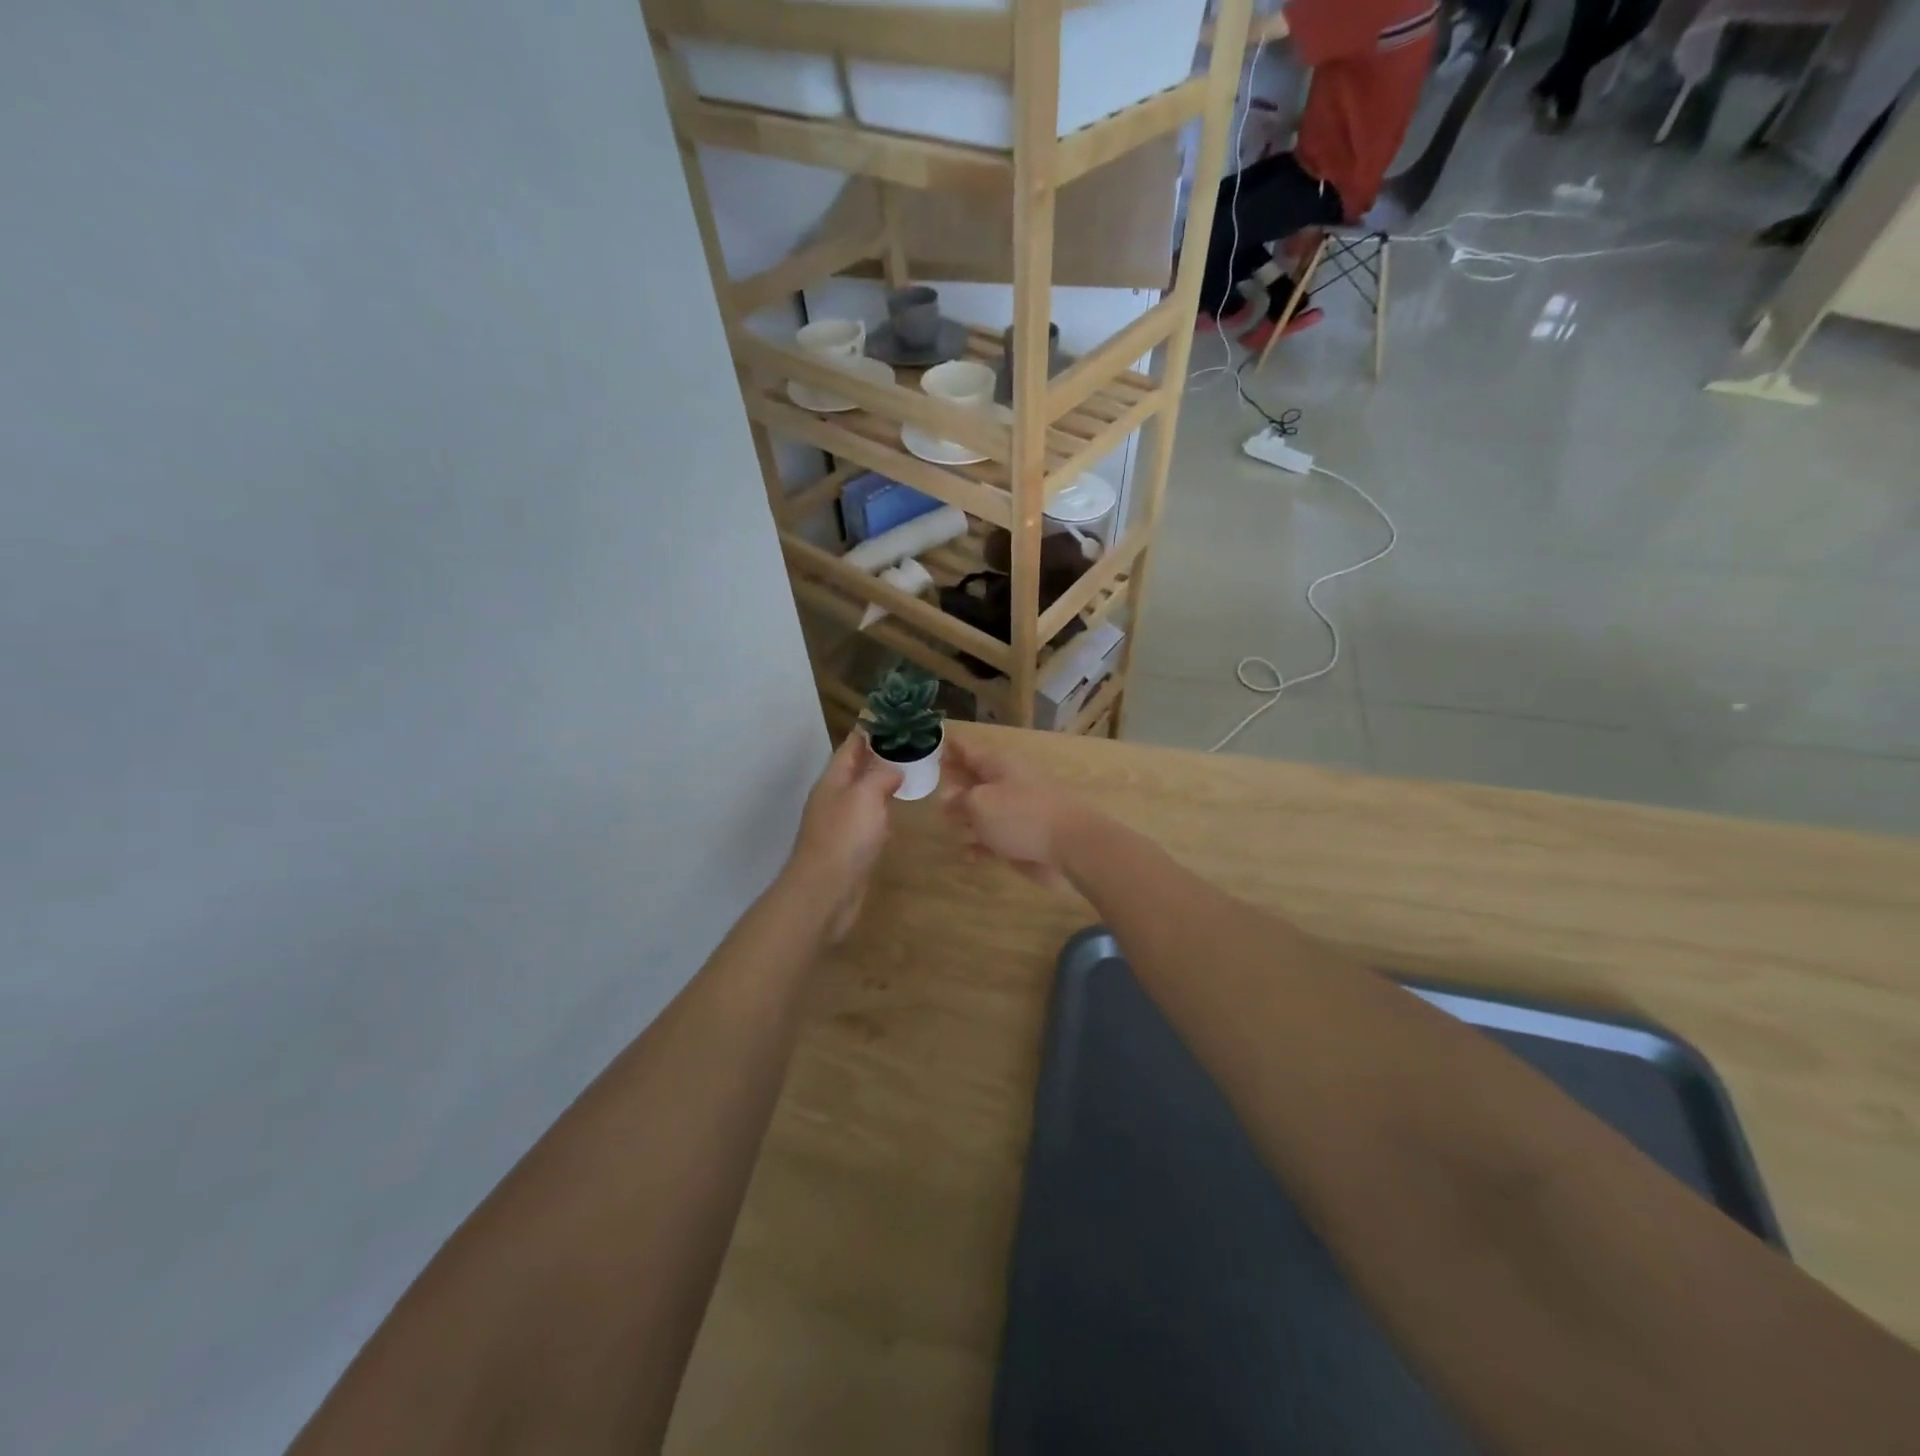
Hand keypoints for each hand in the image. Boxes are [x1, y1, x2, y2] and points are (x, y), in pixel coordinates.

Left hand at [787, 732, 902, 941]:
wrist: (825, 893)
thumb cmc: (844, 838)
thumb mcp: (865, 796)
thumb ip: (881, 776)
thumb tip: (894, 769)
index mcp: (833, 780)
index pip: (852, 745)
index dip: (872, 730)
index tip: (895, 717)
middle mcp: (834, 797)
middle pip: (857, 768)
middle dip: (880, 755)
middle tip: (912, 744)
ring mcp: (840, 824)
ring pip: (864, 794)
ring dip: (882, 783)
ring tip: (910, 773)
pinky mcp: (850, 847)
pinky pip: (869, 820)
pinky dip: (883, 812)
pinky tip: (897, 814)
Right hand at [940, 737, 1086, 891]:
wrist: (1070, 844)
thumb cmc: (1020, 815)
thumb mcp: (980, 804)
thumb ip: (959, 800)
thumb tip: (948, 799)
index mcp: (998, 766)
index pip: (969, 751)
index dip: (952, 748)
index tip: (936, 745)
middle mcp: (1008, 784)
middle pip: (977, 780)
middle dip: (957, 782)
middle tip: (936, 785)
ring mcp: (1019, 812)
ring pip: (986, 810)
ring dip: (967, 815)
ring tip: (946, 820)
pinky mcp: (1025, 839)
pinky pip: (997, 839)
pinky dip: (982, 844)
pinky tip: (967, 854)